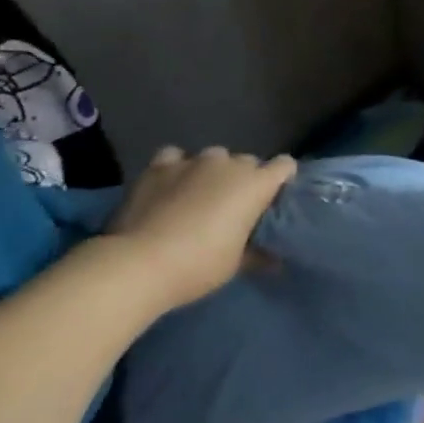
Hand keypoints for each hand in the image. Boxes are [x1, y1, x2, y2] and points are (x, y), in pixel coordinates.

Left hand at [106, 146, 296, 310]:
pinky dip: (176, 168)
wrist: (139, 263)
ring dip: (212, 172)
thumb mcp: (235, 265)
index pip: (284, 166)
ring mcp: (193, 161)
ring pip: (214, 157)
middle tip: (233, 208)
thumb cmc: (199, 265)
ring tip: (198, 195)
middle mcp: (229, 164)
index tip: (273, 200)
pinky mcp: (160, 165)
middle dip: (245, 179)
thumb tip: (275, 260)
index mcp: (255, 184)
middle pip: (248, 162)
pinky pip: (175, 157)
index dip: (282, 180)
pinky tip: (170, 184)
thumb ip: (257, 254)